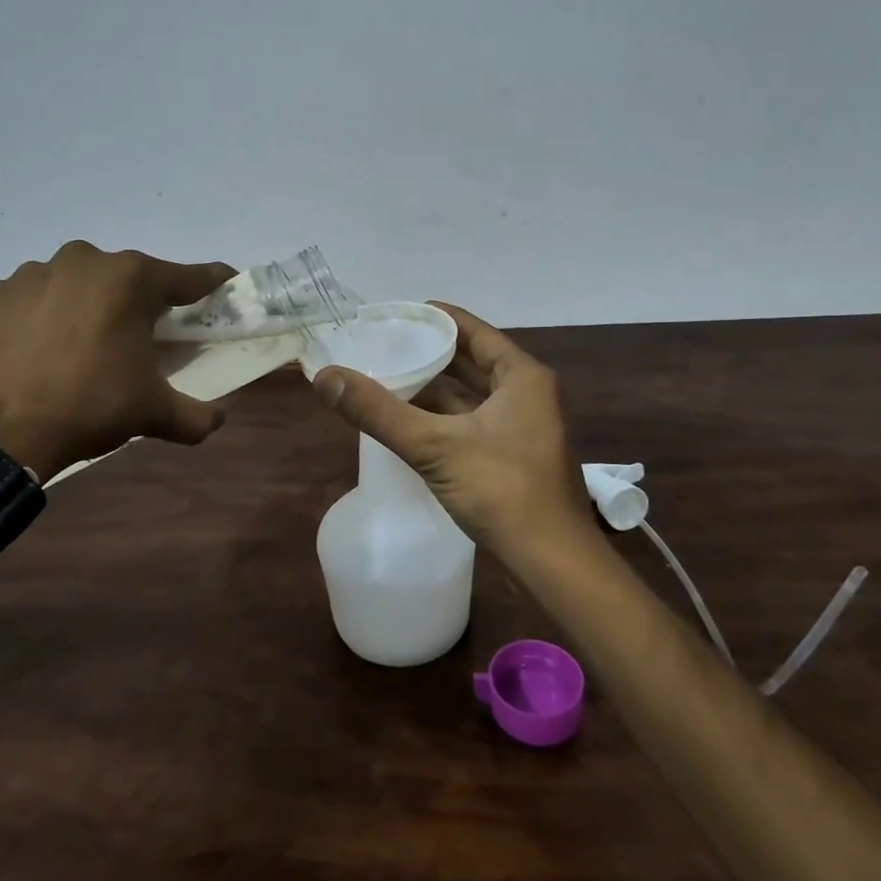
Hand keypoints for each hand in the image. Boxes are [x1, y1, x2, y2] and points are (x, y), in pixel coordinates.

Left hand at [0, 241, 236, 477]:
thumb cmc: (88, 405)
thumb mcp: (152, 413)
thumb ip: (195, 414)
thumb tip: (219, 420)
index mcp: (133, 279)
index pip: (190, 277)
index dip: (213, 283)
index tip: (226, 288)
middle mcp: (86, 261)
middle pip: (130, 277)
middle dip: (141, 302)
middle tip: (143, 337)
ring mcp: (35, 272)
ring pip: (79, 283)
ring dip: (89, 305)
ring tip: (83, 347)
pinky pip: (35, 297)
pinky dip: (44, 315)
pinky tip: (40, 349)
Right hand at [308, 303, 588, 558]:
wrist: (555, 565)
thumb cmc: (503, 491)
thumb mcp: (435, 446)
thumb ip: (379, 411)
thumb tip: (325, 376)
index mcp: (522, 377)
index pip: (473, 330)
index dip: (435, 319)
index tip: (395, 315)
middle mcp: (529, 394)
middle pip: (472, 362)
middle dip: (430, 355)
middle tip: (384, 347)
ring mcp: (525, 428)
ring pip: (473, 396)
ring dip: (435, 390)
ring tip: (388, 380)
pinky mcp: (516, 458)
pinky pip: (474, 423)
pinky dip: (445, 419)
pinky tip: (411, 423)